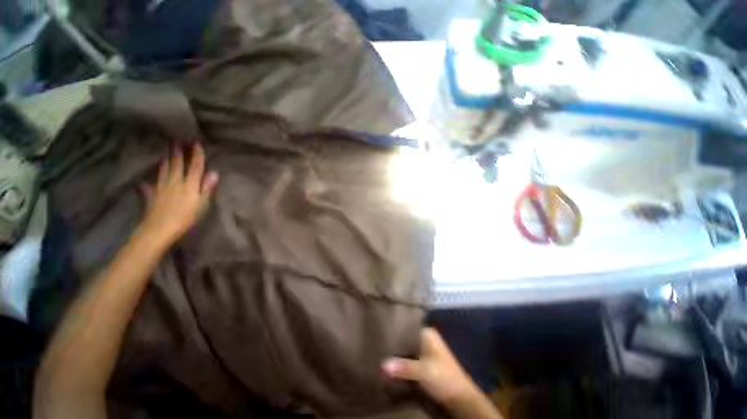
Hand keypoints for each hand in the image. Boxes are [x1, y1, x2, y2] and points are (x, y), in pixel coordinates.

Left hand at [139, 143, 218, 247]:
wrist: (160, 229)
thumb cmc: (187, 217)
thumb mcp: (202, 204)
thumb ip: (207, 188)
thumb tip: (214, 173)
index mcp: (189, 184)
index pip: (195, 167)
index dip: (197, 155)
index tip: (196, 142)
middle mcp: (175, 182)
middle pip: (177, 165)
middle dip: (178, 153)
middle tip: (176, 140)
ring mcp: (161, 188)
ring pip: (164, 171)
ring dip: (166, 161)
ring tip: (166, 154)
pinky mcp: (151, 195)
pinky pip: (149, 185)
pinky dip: (148, 182)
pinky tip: (144, 181)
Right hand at [382, 328, 481, 406]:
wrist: (461, 399)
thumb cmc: (443, 378)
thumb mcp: (422, 371)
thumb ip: (403, 367)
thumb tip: (382, 365)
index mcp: (427, 333)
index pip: (407, 326)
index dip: (395, 328)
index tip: (381, 330)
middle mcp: (426, 339)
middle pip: (406, 338)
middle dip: (394, 342)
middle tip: (378, 342)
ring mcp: (426, 352)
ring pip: (407, 349)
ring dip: (397, 354)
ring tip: (380, 351)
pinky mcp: (425, 364)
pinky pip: (409, 359)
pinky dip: (402, 362)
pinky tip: (390, 364)